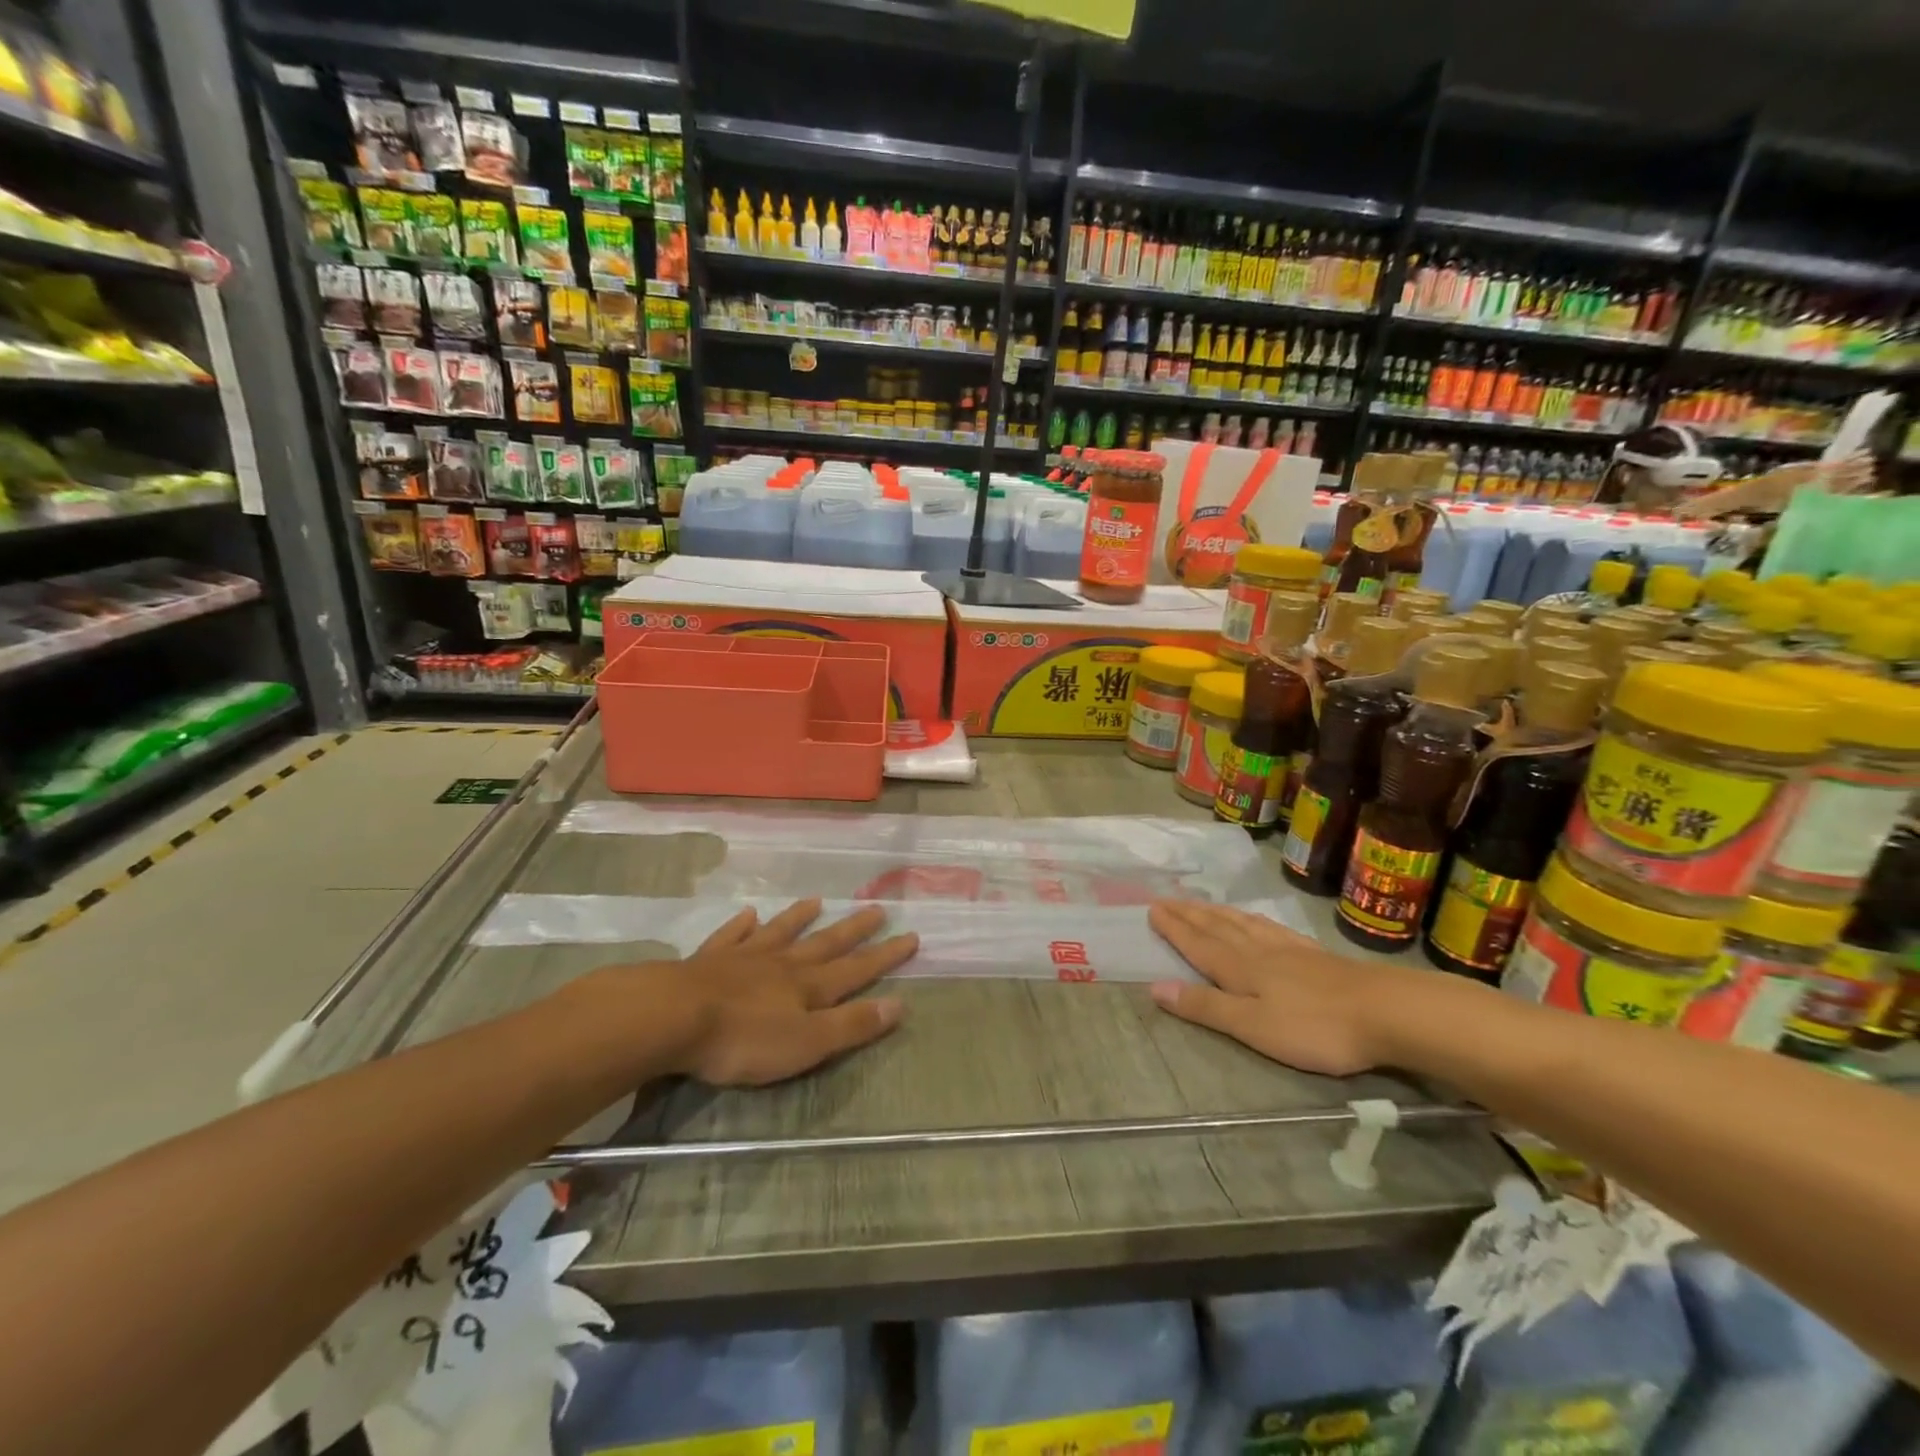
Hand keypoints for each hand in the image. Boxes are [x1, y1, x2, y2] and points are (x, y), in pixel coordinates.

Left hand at [581, 900, 915, 1086]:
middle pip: (824, 944)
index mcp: (808, 987)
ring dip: (800, 919)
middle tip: (876, 909)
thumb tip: (900, 1005)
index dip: (885, 956)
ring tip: (817, 901)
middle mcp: (782, 965)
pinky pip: (732, 937)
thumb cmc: (743, 1040)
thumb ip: (851, 1026)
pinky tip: (748, 914)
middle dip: (853, 930)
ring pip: (780, 933)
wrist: (672, 1017)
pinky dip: (742, 926)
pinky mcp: (708, 961)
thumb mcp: (807, 1043)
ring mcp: (744, 958)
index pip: (856, 969)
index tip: (911, 936)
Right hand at [1147, 901, 1411, 1076]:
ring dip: (1217, 913)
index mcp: (1239, 969)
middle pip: (1217, 928)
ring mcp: (1288, 950)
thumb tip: (1155, 986)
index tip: (1152, 908)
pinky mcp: (1314, 954)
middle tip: (1167, 899)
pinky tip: (1256, 921)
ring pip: (1242, 924)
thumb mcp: (1252, 1025)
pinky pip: (1271, 928)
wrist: (1386, 1011)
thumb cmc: (1314, 1026)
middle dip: (1190, 915)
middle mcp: (1258, 951)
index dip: (1174, 928)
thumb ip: (1206, 1007)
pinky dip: (1253, 920)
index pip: (1198, 944)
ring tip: (1201, 904)